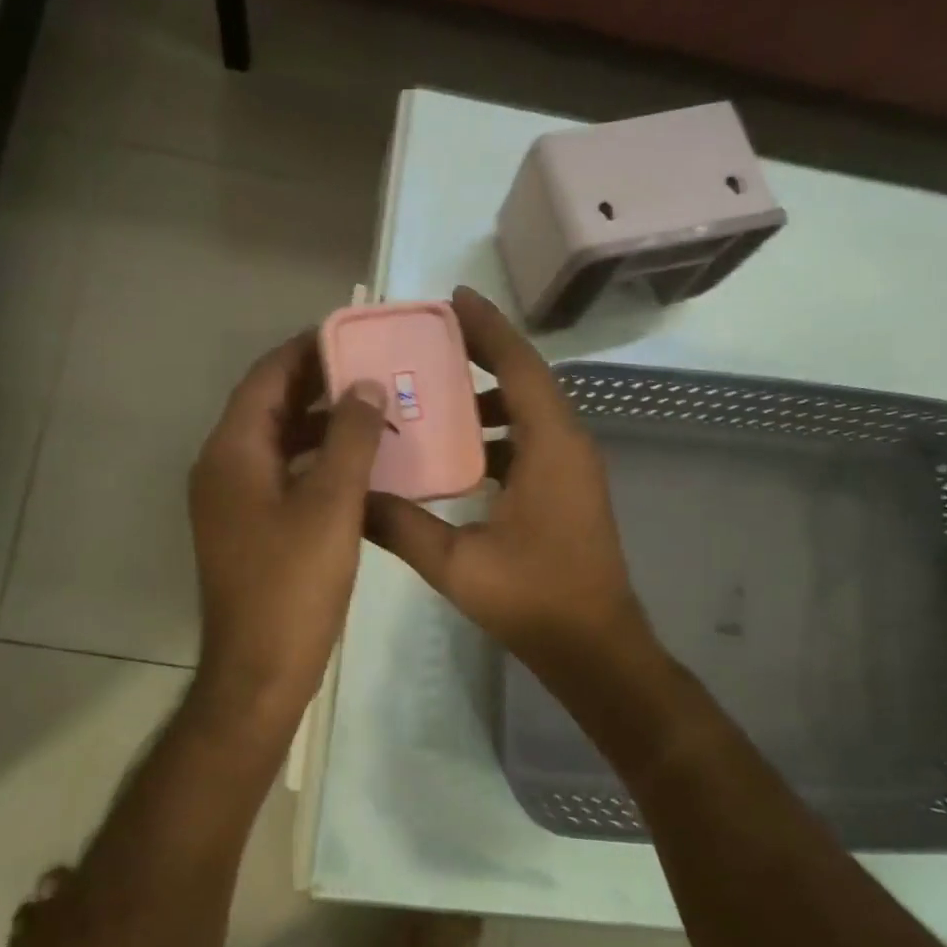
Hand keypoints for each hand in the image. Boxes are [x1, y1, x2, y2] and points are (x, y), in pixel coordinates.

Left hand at [188, 333, 389, 733]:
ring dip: (321, 424)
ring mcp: (232, 501)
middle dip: (318, 384)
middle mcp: (222, 468)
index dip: (306, 350)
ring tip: (375, 410)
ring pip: (279, 443)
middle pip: (270, 407)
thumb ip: (350, 437)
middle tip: (374, 368)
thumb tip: (364, 384)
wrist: (259, 671)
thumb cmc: (294, 585)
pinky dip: (317, 462)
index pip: (266, 377)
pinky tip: (359, 466)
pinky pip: (283, 476)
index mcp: (232, 452)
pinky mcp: (248, 529)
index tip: (352, 332)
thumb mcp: (332, 504)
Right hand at [364, 287, 650, 677]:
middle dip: (481, 354)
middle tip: (427, 341)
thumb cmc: (534, 599)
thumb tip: (351, 496)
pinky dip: (494, 434)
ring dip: (486, 397)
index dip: (487, 328)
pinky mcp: (566, 491)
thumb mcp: (456, 564)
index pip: (519, 365)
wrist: (595, 648)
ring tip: (432, 393)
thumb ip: (400, 525)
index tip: (454, 298)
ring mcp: (571, 468)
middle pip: (525, 379)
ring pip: (528, 412)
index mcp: (550, 446)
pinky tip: (455, 454)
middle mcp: (567, 444)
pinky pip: (529, 442)